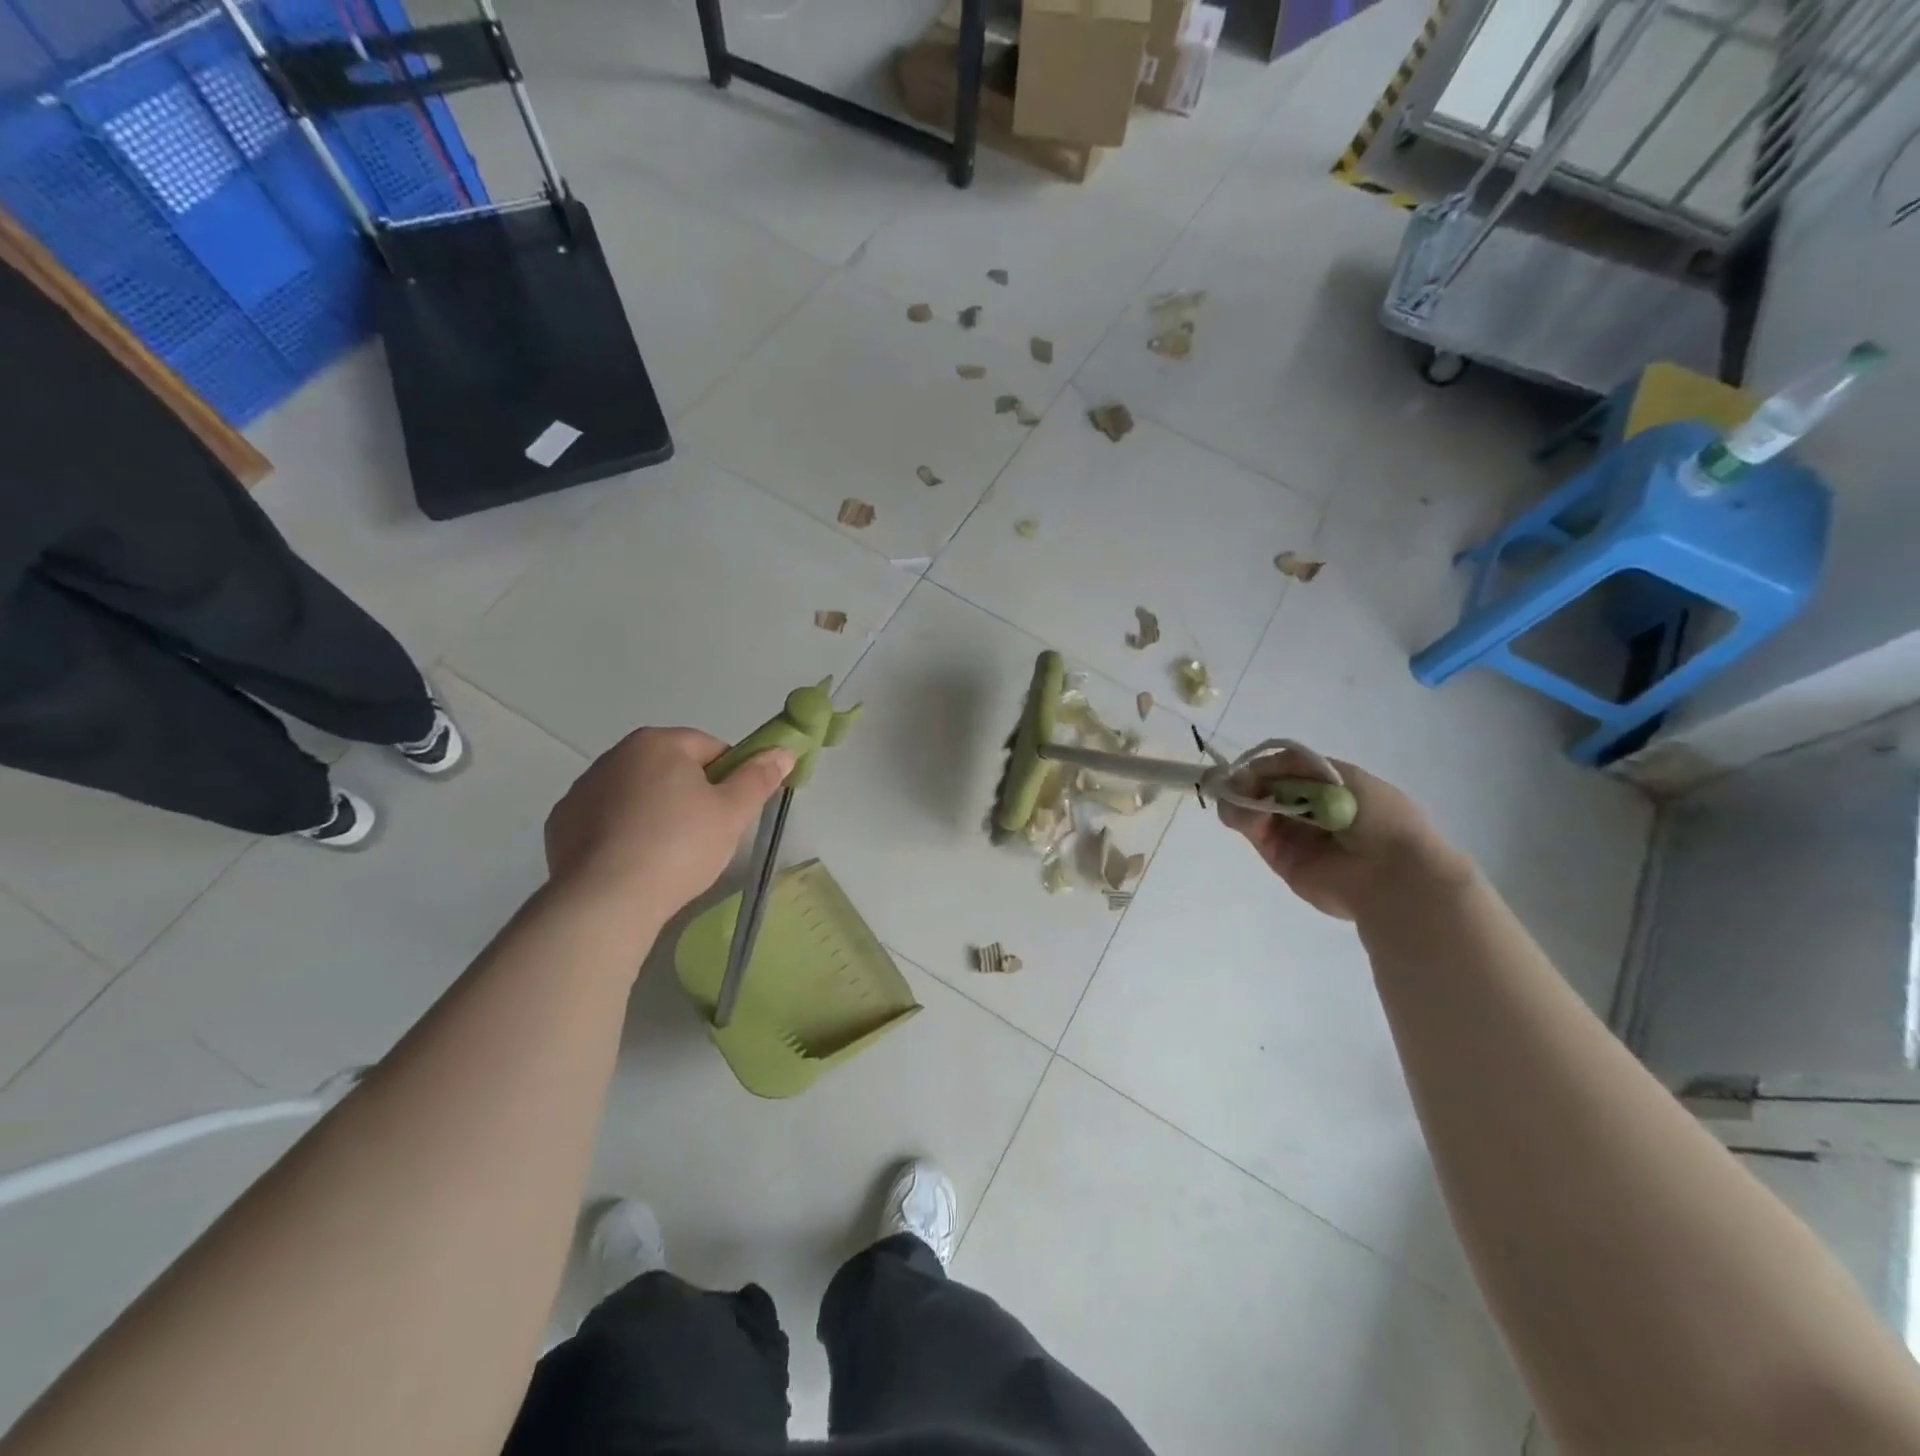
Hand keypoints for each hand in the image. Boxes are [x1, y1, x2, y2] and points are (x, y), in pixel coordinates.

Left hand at [545, 727, 795, 923]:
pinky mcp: (560, 824)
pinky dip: (621, 834)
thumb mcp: (733, 812)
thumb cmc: (679, 846)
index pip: (710, 748)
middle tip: (706, 835)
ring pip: (636, 794)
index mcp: (658, 743)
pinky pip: (605, 821)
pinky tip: (633, 864)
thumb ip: (759, 777)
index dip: (730, 777)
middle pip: (670, 768)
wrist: (606, 900)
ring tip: (668, 855)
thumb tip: (783, 750)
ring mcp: (581, 789)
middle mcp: (614, 755)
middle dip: (690, 794)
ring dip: (654, 812)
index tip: (733, 811)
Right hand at [1217, 749, 1469, 922]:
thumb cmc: (1379, 818)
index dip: (1267, 767)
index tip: (1250, 766)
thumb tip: (1255, 768)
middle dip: (1248, 782)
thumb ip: (1298, 765)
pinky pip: (1254, 831)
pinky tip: (1241, 812)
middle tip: (1235, 782)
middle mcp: (1309, 811)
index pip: (1288, 772)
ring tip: (1235, 797)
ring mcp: (1292, 835)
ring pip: (1254, 809)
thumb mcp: (1345, 776)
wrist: (1390, 872)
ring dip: (1241, 798)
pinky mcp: (1278, 858)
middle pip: (1266, 789)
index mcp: (1330, 789)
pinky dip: (1241, 817)